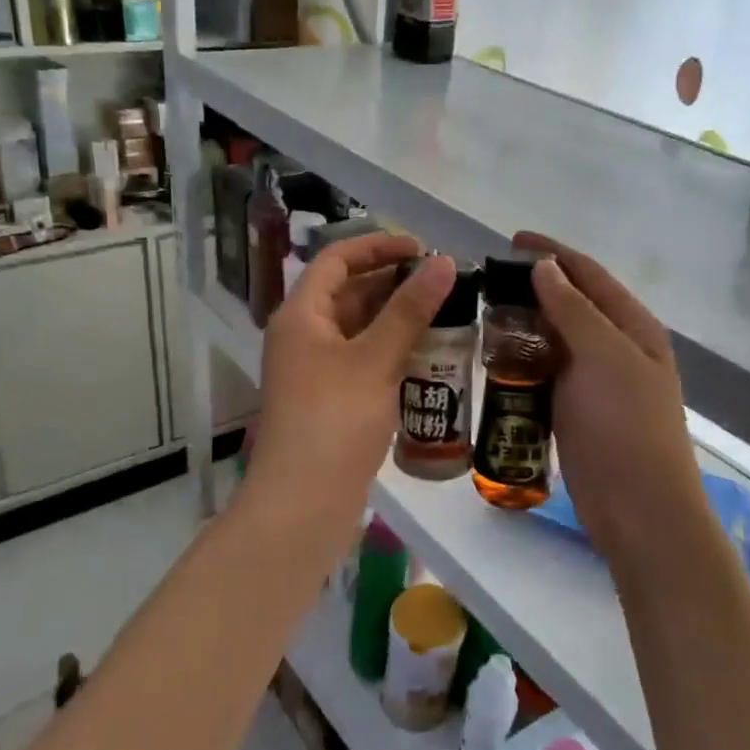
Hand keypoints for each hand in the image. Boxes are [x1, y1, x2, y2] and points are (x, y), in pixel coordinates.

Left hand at [244, 235, 456, 527]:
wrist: (303, 504)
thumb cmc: (333, 421)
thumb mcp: (374, 360)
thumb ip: (410, 309)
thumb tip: (444, 262)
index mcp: (301, 315)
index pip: (337, 260)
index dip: (378, 245)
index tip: (423, 247)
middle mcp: (305, 337)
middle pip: (350, 293)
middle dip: (395, 284)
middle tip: (445, 284)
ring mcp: (317, 371)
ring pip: (361, 330)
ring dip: (399, 320)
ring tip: (448, 315)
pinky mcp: (333, 401)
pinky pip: (366, 362)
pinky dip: (395, 353)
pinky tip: (432, 357)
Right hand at [514, 232, 711, 573]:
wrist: (638, 507)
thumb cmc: (625, 425)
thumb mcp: (603, 357)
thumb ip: (574, 310)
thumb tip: (546, 268)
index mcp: (633, 327)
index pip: (589, 274)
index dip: (552, 253)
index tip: (511, 240)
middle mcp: (617, 347)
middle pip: (572, 303)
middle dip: (534, 286)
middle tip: (487, 280)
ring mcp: (596, 381)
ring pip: (555, 338)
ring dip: (524, 323)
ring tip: (483, 313)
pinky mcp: (576, 409)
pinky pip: (546, 372)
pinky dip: (522, 359)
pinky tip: (495, 357)